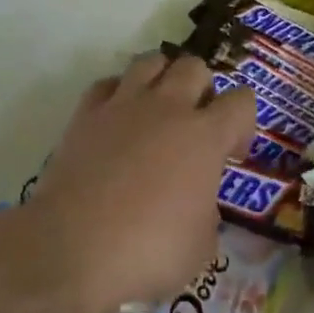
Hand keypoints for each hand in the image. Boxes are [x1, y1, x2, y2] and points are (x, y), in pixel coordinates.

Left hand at [14, 52, 255, 312]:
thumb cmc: (148, 252)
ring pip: (151, 60)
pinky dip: (119, 94)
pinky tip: (118, 120)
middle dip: (203, 90)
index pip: (242, 101)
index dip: (243, 123)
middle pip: (195, 67)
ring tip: (158, 110)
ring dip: (162, 78)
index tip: (231, 154)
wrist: (70, 251)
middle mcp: (168, 109)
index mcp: (205, 136)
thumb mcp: (202, 246)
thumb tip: (196, 204)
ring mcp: (123, 107)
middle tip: (195, 126)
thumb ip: (207, 213)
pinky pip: (107, 84)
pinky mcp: (84, 116)